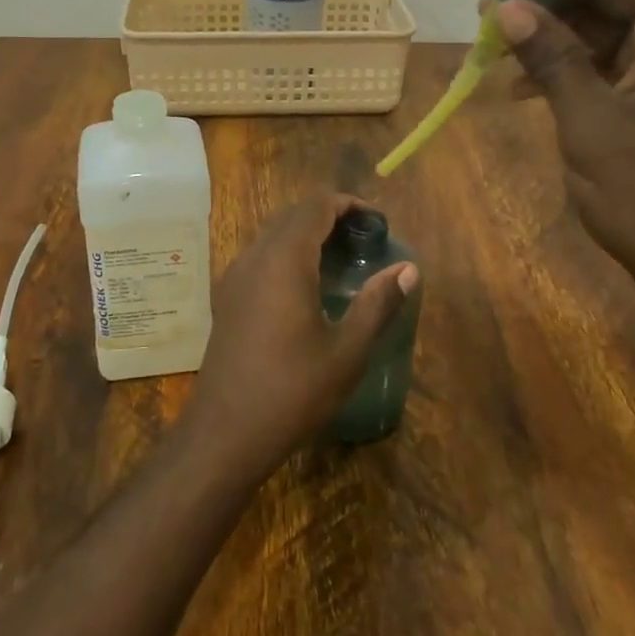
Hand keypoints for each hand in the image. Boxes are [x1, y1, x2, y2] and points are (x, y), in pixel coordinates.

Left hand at [182, 194, 418, 477]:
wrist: (226, 432)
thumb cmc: (292, 391)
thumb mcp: (347, 351)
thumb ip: (378, 303)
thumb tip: (408, 269)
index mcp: (284, 259)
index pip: (316, 205)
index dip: (348, 203)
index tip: (377, 222)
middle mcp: (254, 257)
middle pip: (292, 215)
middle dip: (329, 216)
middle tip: (364, 241)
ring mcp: (234, 277)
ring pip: (272, 235)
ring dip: (305, 235)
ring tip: (340, 260)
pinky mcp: (226, 299)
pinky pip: (259, 258)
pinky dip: (286, 254)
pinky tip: (305, 288)